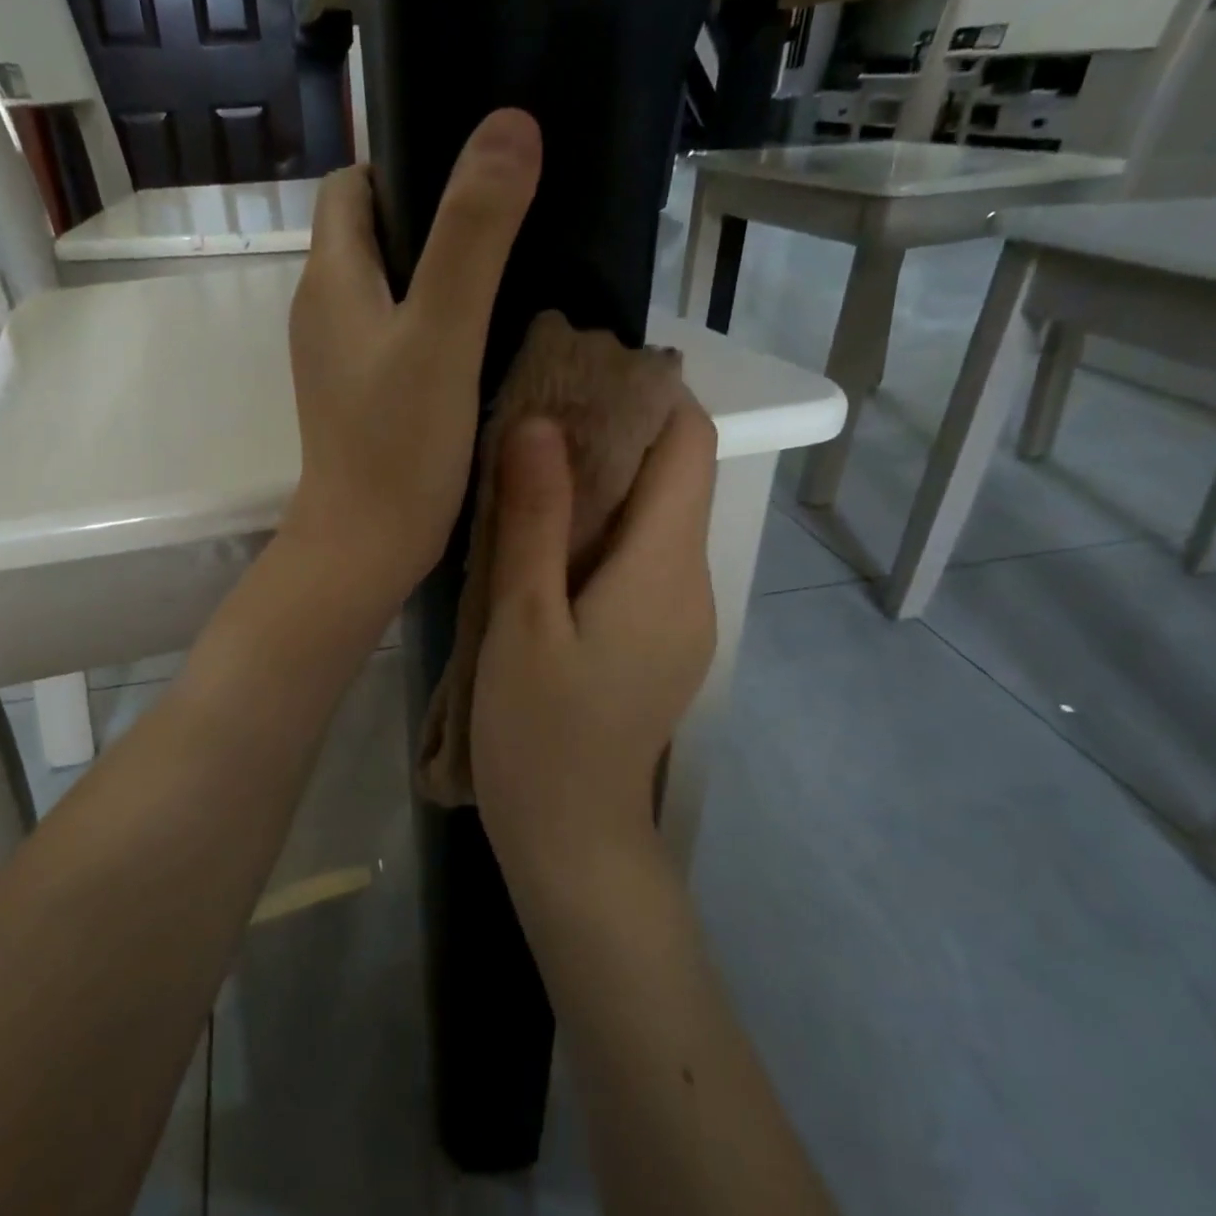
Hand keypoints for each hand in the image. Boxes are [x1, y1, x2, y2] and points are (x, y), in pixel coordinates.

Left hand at [283, 109, 541, 604]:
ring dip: (436, 273)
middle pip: (371, 233)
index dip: (404, 163)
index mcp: (330, 278)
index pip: (351, 185)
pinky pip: (395, 336)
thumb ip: (474, 235)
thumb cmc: (398, 444)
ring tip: (505, 274)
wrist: (365, 548)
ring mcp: (338, 360)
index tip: (470, 173)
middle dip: (431, 216)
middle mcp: (323, 310)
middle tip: (504, 222)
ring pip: (386, 288)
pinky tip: (478, 339)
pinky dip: (432, 323)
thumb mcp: (442, 332)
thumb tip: (510, 126)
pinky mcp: (359, 397)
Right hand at [470, 402, 718, 880]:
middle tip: (532, 417)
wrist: (573, 840)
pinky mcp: (656, 642)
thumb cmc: (541, 734)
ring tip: (527, 469)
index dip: (648, 397)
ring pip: (653, 521)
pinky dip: (600, 531)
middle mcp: (691, 583)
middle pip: (673, 479)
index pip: (690, 446)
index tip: (579, 375)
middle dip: (614, 435)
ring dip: (602, 484)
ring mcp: (679, 617)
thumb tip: (542, 421)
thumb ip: (536, 519)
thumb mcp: (524, 621)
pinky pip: (639, 561)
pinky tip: (544, 541)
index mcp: (667, 567)